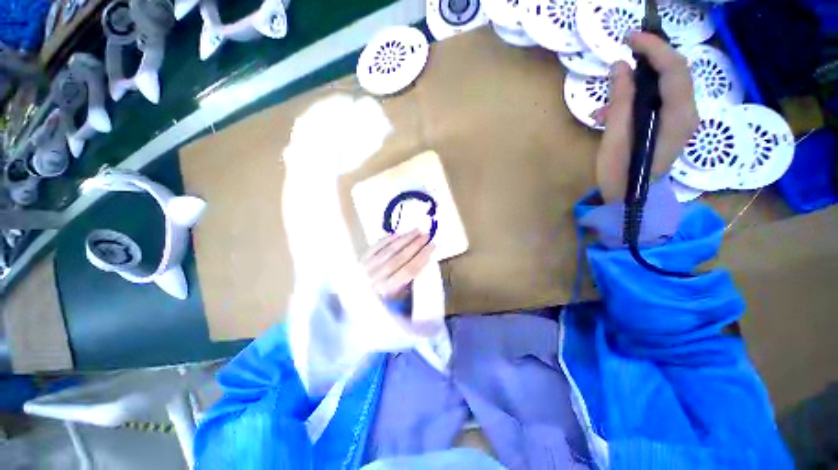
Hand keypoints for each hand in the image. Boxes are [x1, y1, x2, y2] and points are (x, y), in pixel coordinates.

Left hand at [361, 230, 433, 299]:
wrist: (354, 295)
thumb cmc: (378, 299)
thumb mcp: (396, 297)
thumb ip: (409, 282)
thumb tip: (424, 260)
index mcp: (388, 290)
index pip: (409, 271)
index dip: (422, 257)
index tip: (432, 247)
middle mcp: (377, 278)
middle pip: (400, 258)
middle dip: (415, 245)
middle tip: (427, 235)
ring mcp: (367, 267)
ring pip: (389, 250)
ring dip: (405, 239)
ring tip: (417, 230)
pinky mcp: (361, 258)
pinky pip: (377, 246)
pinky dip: (388, 239)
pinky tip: (398, 234)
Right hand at [594, 32, 699, 202]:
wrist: (630, 202)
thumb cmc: (621, 175)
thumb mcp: (616, 138)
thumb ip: (621, 101)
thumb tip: (620, 66)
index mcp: (677, 117)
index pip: (674, 69)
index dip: (654, 48)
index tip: (629, 38)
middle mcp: (687, 113)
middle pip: (675, 72)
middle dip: (651, 58)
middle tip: (623, 54)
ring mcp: (680, 120)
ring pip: (665, 86)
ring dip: (638, 84)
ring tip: (606, 103)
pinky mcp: (670, 126)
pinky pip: (657, 101)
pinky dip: (636, 99)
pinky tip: (610, 113)